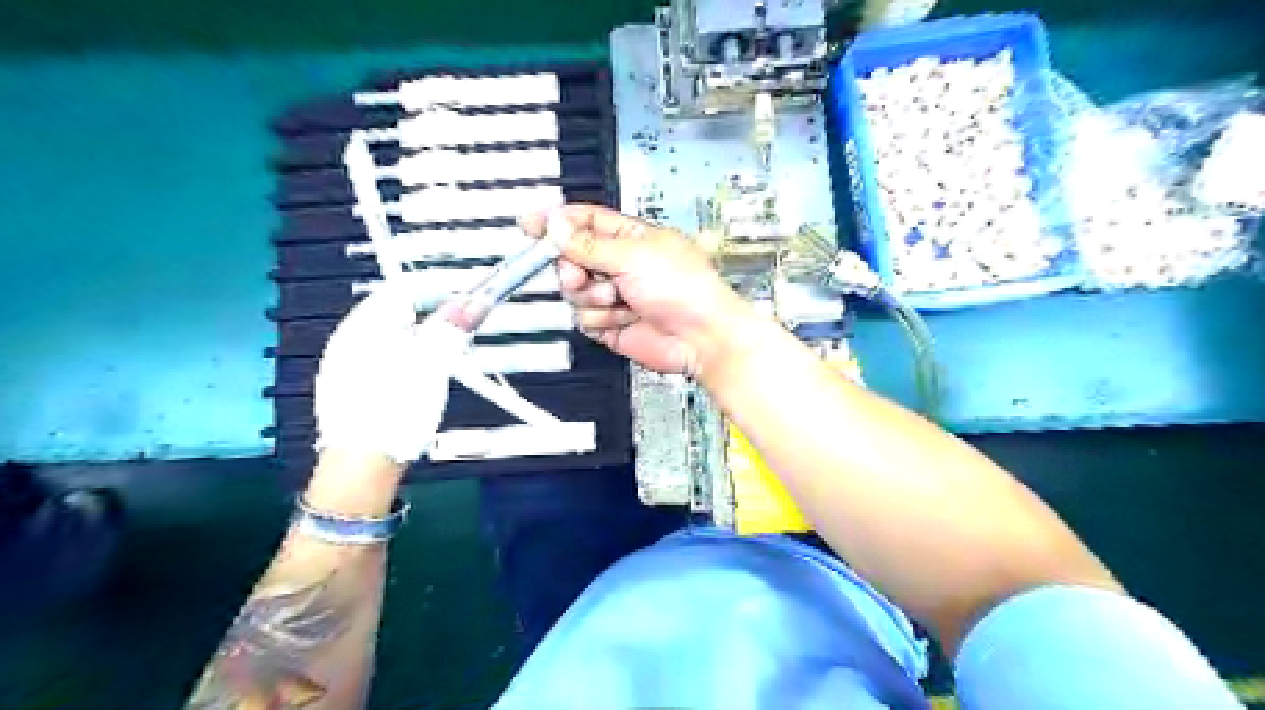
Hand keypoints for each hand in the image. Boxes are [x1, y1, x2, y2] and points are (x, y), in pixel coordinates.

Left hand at [317, 282, 473, 466]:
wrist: (361, 466)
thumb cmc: (396, 409)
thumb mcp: (433, 364)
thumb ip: (454, 328)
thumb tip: (476, 300)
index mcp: (367, 322)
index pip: (407, 285)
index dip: (443, 287)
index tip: (471, 298)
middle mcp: (350, 335)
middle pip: (398, 307)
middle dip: (435, 310)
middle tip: (464, 323)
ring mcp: (345, 360)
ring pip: (392, 331)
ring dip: (424, 332)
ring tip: (449, 349)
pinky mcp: (349, 384)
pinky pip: (384, 353)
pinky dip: (409, 352)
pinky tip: (421, 373)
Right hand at [516, 203, 744, 376]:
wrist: (699, 336)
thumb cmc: (685, 289)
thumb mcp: (633, 255)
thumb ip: (588, 244)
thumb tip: (556, 225)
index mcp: (628, 237)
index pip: (582, 222)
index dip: (555, 222)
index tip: (529, 223)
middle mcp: (619, 264)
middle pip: (570, 258)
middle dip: (572, 268)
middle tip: (581, 273)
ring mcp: (614, 295)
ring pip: (574, 292)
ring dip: (593, 297)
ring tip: (620, 299)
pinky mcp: (610, 323)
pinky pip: (584, 318)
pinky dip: (601, 319)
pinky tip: (625, 318)